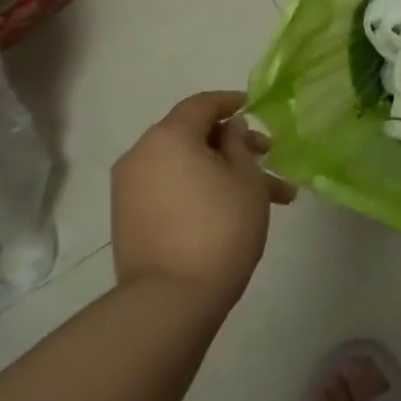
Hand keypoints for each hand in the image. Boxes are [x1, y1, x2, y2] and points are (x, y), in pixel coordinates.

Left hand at [111, 91, 295, 316]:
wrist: (171, 299)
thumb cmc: (221, 225)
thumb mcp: (246, 177)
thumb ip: (239, 143)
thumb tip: (229, 129)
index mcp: (169, 137)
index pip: (202, 104)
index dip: (232, 101)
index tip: (255, 107)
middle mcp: (142, 155)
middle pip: (193, 135)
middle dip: (235, 144)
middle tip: (270, 156)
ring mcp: (131, 189)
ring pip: (186, 166)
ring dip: (224, 172)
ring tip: (270, 196)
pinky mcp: (130, 218)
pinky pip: (171, 188)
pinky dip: (201, 189)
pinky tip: (236, 209)